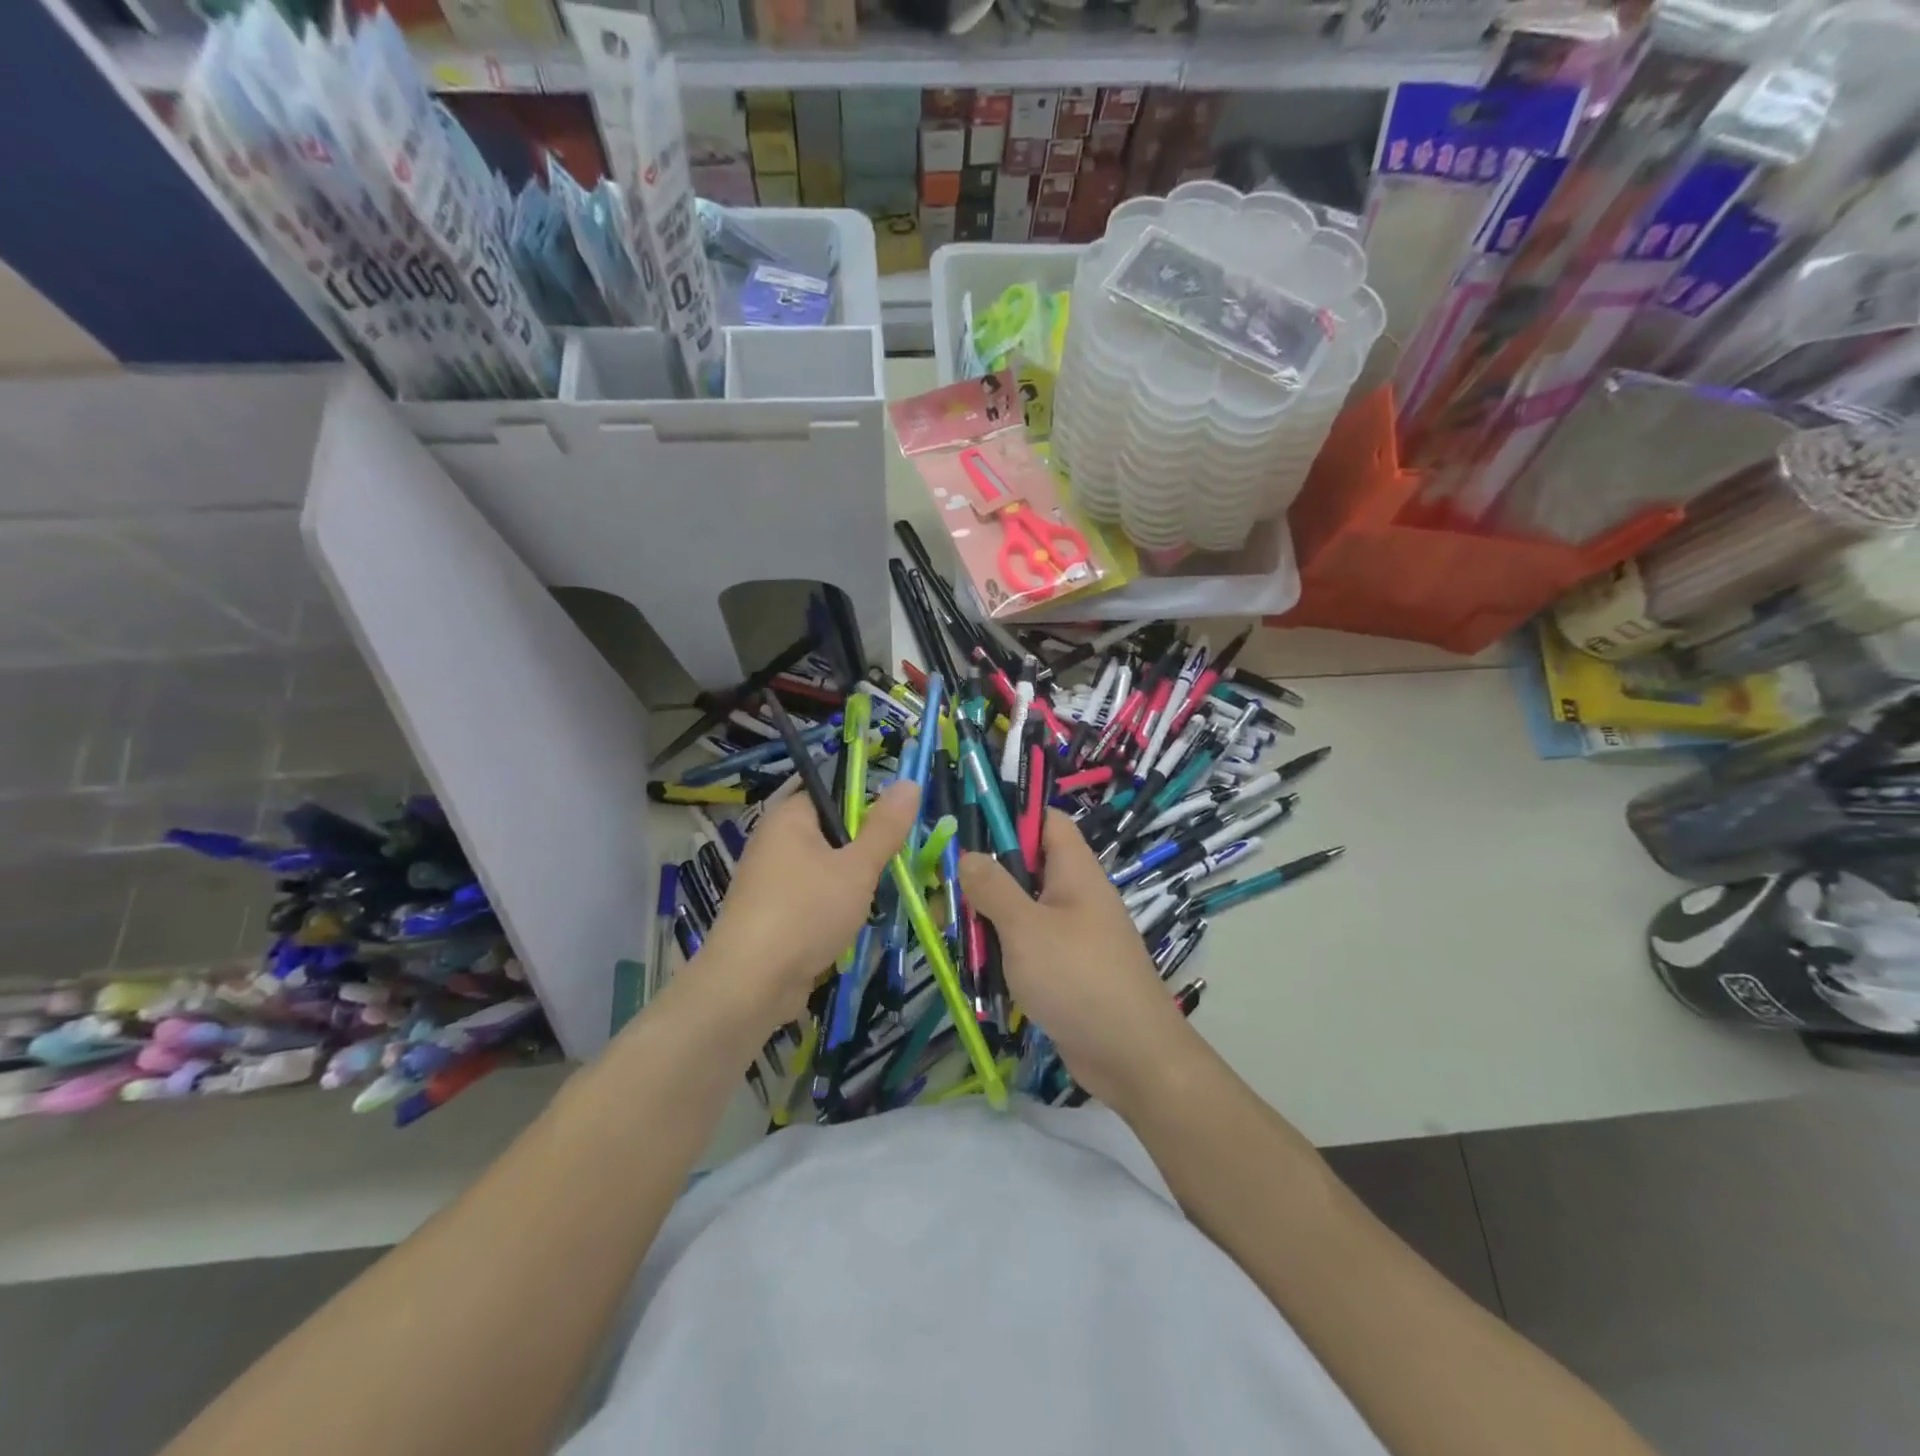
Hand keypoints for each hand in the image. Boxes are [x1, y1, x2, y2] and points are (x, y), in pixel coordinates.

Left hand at [693, 782, 919, 1032]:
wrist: (750, 984)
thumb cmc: (806, 912)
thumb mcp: (857, 867)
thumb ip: (885, 827)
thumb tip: (909, 782)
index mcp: (789, 817)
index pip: (833, 794)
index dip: (867, 807)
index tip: (897, 830)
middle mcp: (774, 841)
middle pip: (831, 834)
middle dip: (864, 852)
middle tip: (894, 867)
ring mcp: (769, 880)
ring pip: (824, 870)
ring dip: (852, 885)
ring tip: (878, 899)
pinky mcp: (771, 915)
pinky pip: (811, 900)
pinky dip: (832, 910)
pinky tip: (851, 927)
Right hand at [960, 810, 1195, 1112]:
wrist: (1131, 1057)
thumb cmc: (1078, 978)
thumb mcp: (1027, 928)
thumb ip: (994, 888)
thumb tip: (970, 855)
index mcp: (1074, 871)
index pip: (1046, 821)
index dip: (1011, 816)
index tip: (967, 828)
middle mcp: (1074, 895)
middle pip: (1025, 867)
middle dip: (985, 876)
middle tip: (942, 887)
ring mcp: (1070, 934)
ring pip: (1020, 910)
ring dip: (987, 919)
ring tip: (947, 928)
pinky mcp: (1063, 970)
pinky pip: (1026, 947)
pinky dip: (1000, 952)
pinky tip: (971, 965)